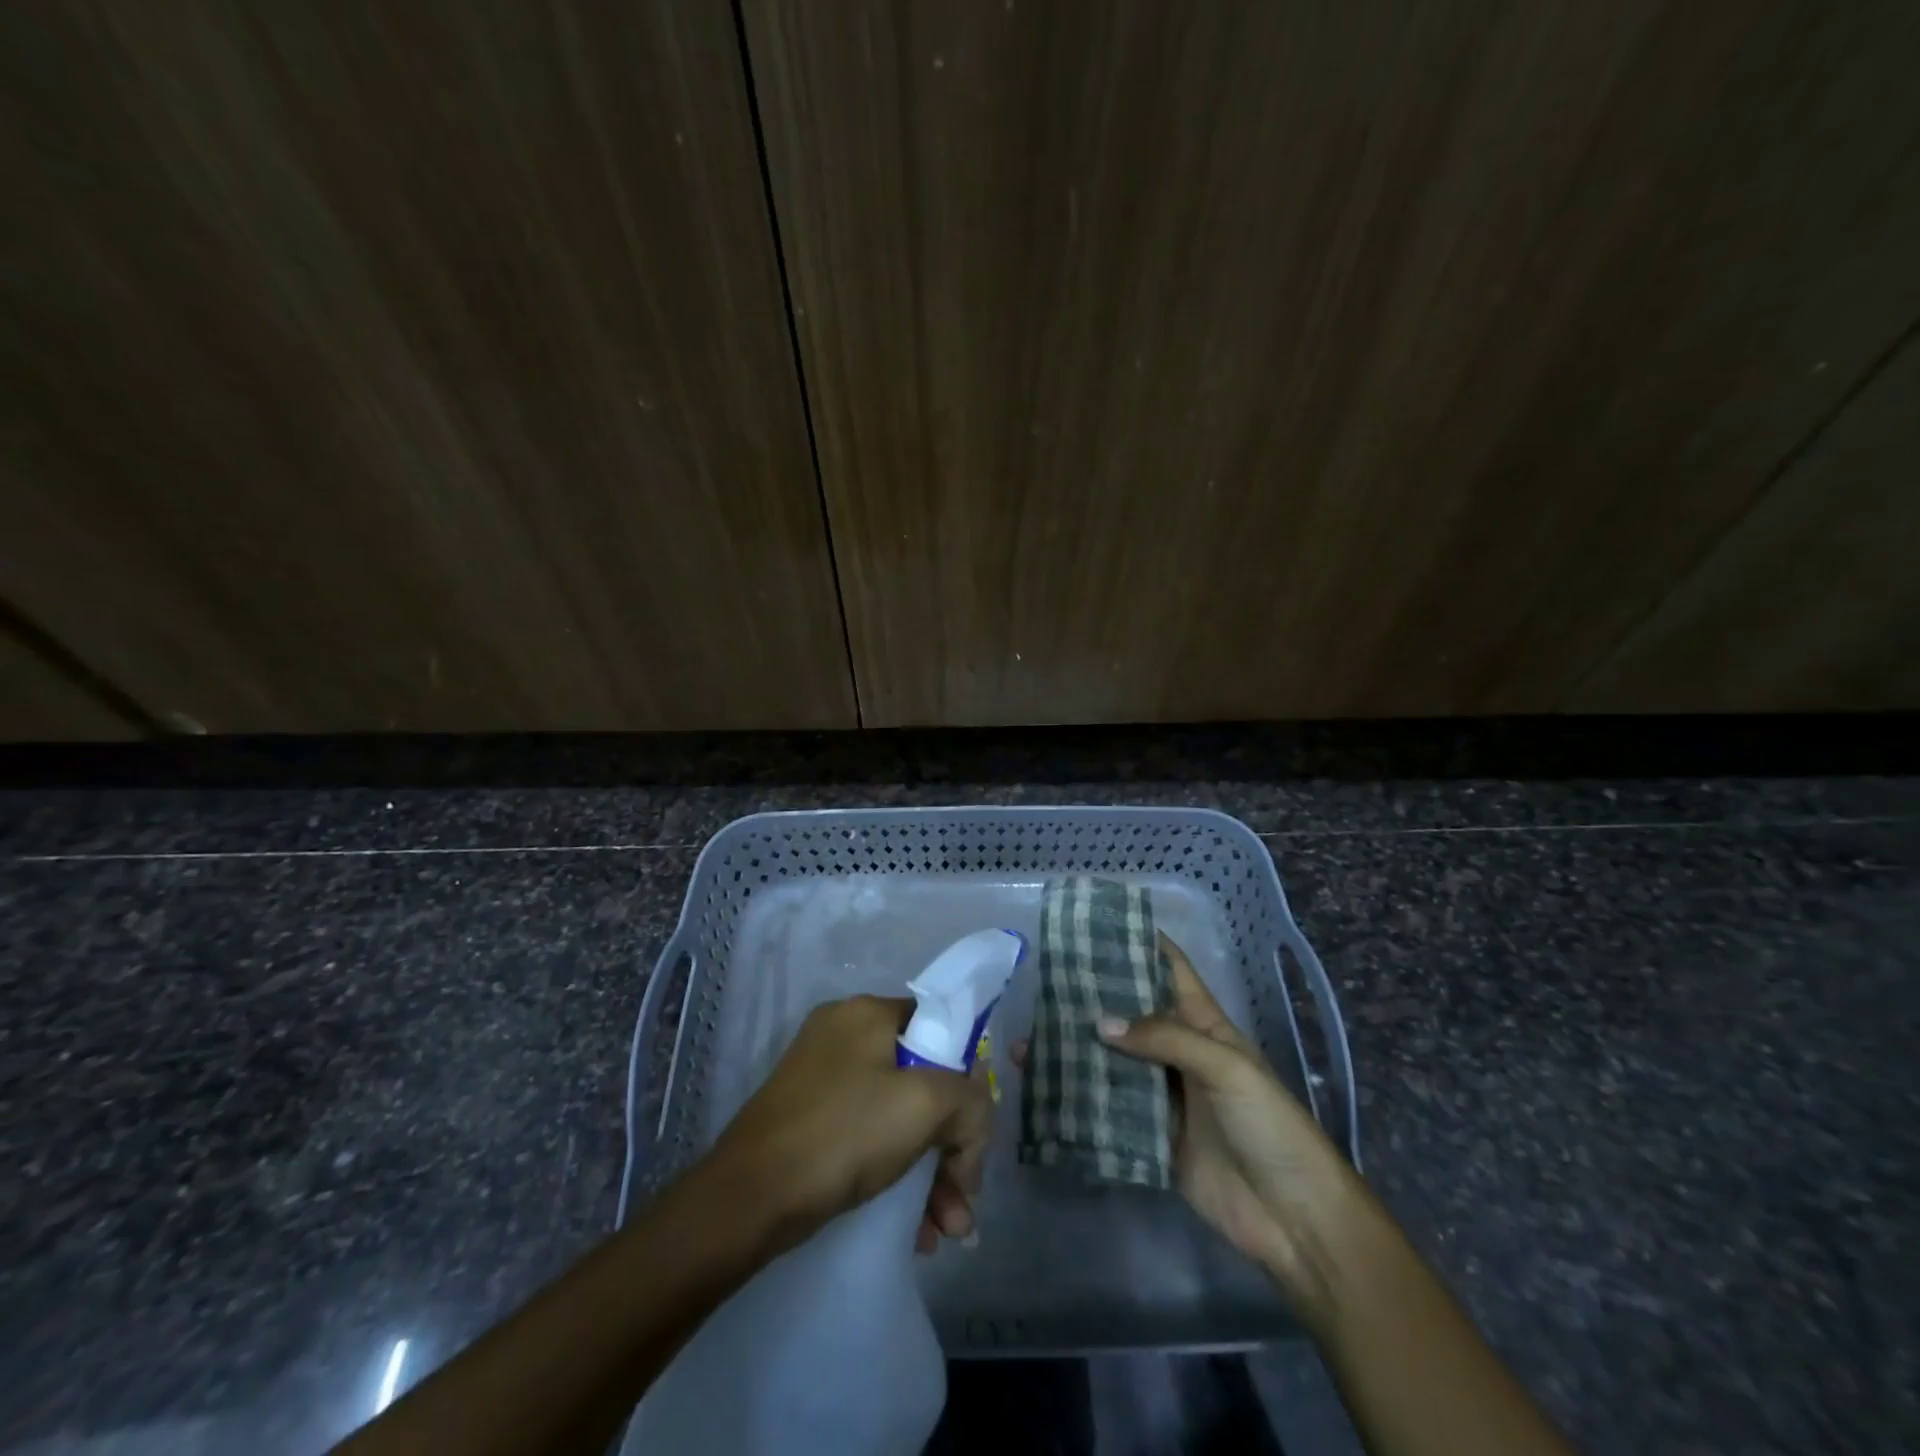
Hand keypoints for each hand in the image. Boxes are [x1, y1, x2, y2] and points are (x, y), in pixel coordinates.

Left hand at [705, 994, 993, 1257]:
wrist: (746, 1199)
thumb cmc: (843, 1134)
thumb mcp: (924, 1106)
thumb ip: (969, 1100)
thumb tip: (972, 1120)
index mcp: (868, 1013)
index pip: (940, 1031)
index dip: (967, 1081)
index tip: (973, 1136)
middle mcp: (845, 1036)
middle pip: (922, 1082)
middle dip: (951, 1147)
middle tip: (963, 1201)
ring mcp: (823, 1079)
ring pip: (898, 1118)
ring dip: (930, 1174)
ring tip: (946, 1232)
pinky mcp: (809, 1120)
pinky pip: (869, 1139)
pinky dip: (895, 1177)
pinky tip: (915, 1231)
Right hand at [1081, 932, 1361, 1325]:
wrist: (1294, 1218)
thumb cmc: (1270, 1125)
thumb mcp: (1227, 1068)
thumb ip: (1166, 1038)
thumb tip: (1100, 1021)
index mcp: (1205, 1024)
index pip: (1170, 970)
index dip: (1140, 943)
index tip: (1096, 924)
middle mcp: (1179, 1052)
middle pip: (1133, 1014)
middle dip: (1096, 995)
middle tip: (1046, 977)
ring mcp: (1164, 1095)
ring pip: (1116, 1060)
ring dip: (1082, 1047)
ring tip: (1034, 1030)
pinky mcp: (1152, 1136)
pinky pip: (1111, 1109)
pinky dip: (1083, 1097)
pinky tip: (1047, 1086)